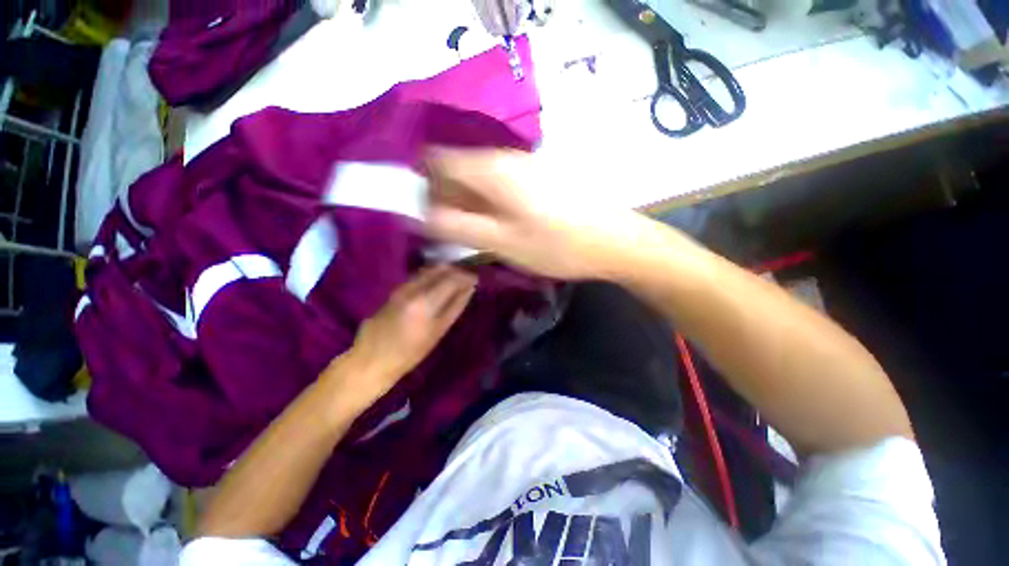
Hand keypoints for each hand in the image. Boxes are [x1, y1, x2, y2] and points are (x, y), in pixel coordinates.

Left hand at [346, 265, 475, 402]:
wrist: (371, 359)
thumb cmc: (409, 353)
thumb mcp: (437, 332)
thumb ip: (455, 307)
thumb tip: (469, 289)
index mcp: (425, 302)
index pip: (452, 279)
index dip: (466, 276)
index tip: (476, 279)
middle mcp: (413, 288)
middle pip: (440, 269)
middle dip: (457, 270)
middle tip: (468, 277)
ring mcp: (402, 287)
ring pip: (429, 269)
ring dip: (445, 271)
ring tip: (457, 279)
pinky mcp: (396, 289)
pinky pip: (419, 275)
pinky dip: (433, 275)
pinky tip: (439, 283)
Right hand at [424, 148, 643, 279]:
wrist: (615, 241)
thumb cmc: (558, 245)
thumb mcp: (502, 242)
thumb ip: (458, 227)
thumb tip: (421, 215)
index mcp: (492, 169)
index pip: (436, 160)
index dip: (423, 185)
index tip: (425, 215)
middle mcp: (506, 157)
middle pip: (458, 167)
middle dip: (447, 197)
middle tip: (454, 232)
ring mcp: (525, 165)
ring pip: (480, 177)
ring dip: (470, 202)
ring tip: (479, 233)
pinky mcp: (539, 177)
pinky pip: (501, 184)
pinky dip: (491, 202)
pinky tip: (503, 225)